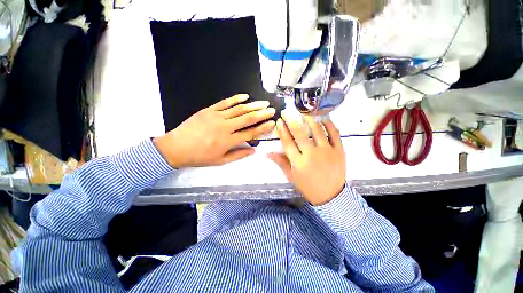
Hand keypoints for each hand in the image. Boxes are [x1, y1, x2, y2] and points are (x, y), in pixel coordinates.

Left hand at [154, 94, 275, 167]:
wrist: (176, 147)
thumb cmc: (199, 157)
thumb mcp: (220, 161)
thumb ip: (238, 155)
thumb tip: (253, 151)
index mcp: (228, 141)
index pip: (250, 133)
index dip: (262, 128)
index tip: (272, 123)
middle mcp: (225, 127)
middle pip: (247, 118)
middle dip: (262, 114)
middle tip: (272, 109)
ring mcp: (216, 116)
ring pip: (238, 109)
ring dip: (252, 105)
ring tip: (263, 102)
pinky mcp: (208, 110)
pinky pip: (224, 103)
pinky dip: (235, 99)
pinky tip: (245, 96)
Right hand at [268, 114, 345, 205]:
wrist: (331, 195)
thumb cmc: (308, 186)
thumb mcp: (291, 176)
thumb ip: (280, 162)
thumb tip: (267, 153)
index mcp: (298, 162)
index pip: (287, 142)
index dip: (282, 130)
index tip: (279, 121)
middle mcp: (311, 155)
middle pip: (299, 133)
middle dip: (291, 120)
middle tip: (286, 111)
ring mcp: (327, 151)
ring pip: (317, 130)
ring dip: (309, 118)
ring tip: (303, 111)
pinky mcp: (339, 151)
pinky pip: (334, 133)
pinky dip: (329, 123)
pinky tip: (322, 118)